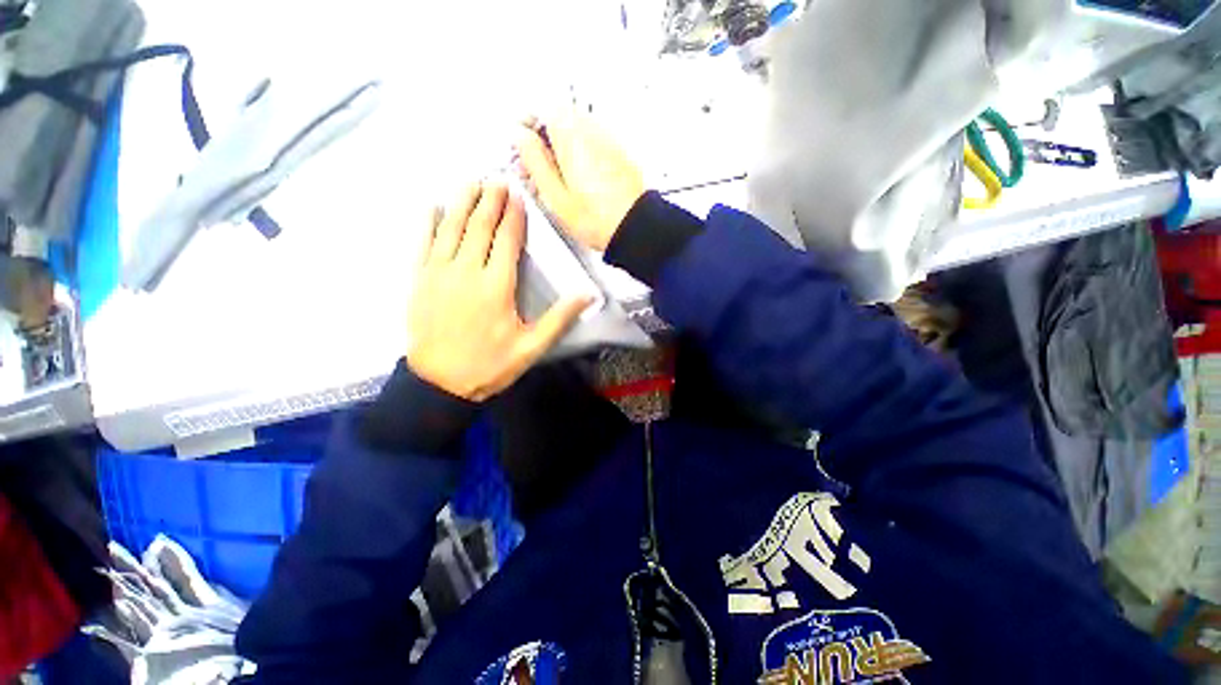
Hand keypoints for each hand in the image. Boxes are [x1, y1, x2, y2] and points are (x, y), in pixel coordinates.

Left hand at [407, 183, 591, 401]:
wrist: (439, 383)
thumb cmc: (489, 365)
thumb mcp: (531, 347)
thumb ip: (559, 318)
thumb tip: (588, 295)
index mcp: (497, 287)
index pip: (507, 240)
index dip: (514, 216)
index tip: (518, 195)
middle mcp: (467, 272)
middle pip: (479, 227)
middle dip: (490, 201)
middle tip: (497, 179)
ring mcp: (439, 273)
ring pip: (451, 228)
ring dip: (462, 202)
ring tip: (471, 182)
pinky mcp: (419, 280)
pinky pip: (423, 243)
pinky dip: (428, 222)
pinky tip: (433, 206)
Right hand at [514, 115, 644, 250]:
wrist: (634, 228)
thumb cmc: (600, 219)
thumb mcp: (555, 196)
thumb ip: (534, 161)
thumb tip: (520, 138)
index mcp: (571, 135)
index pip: (539, 108)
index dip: (524, 126)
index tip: (519, 145)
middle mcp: (591, 129)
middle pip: (557, 118)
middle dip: (542, 138)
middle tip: (535, 166)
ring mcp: (607, 139)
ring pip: (574, 131)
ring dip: (560, 147)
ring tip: (556, 179)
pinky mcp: (617, 152)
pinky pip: (590, 143)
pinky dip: (578, 155)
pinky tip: (576, 181)